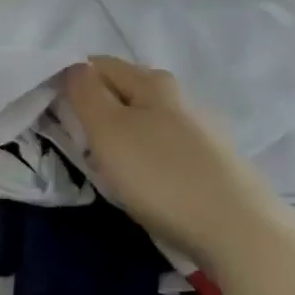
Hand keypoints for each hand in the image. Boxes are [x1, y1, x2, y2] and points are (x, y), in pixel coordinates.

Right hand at [62, 56, 283, 271]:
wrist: (239, 231)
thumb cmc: (161, 176)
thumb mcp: (108, 131)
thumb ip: (85, 93)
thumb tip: (73, 67)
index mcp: (152, 82)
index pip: (98, 64)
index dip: (72, 82)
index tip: (56, 115)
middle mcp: (180, 97)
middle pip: (123, 91)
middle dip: (97, 110)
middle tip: (80, 144)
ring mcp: (201, 130)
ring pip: (145, 120)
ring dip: (122, 136)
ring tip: (110, 169)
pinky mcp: (213, 162)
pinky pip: (165, 147)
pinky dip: (146, 157)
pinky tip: (147, 184)